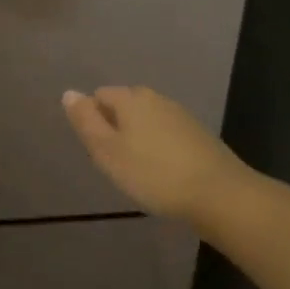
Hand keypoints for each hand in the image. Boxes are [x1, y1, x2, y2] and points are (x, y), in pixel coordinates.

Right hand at [62, 86, 251, 225]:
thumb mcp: (108, 151)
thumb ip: (86, 121)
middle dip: (115, 128)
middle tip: (115, 163)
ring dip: (137, 139)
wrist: (220, 195)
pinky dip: (158, 148)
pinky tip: (163, 174)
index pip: (99, 95)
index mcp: (131, 98)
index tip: (99, 151)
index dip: (92, 120)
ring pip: (146, 120)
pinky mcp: (198, 135)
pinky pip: (166, 134)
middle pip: (123, 106)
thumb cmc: (154, 174)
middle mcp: (156, 98)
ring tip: (139, 171)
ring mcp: (180, 115)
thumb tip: (69, 92)